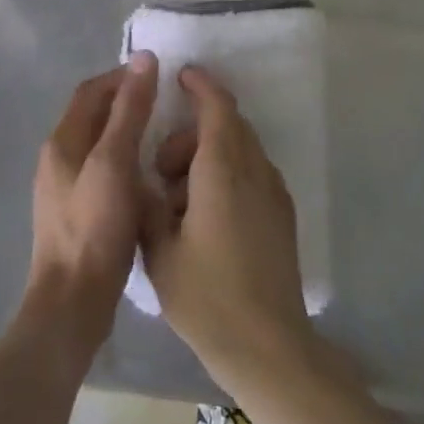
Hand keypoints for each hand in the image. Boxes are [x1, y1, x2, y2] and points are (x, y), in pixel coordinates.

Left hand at [22, 53, 158, 371]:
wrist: (72, 303)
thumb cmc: (94, 227)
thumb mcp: (114, 162)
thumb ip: (129, 110)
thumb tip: (142, 58)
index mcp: (62, 142)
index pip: (91, 91)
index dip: (122, 76)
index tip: (158, 75)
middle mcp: (58, 159)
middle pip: (94, 116)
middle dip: (128, 102)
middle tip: (168, 103)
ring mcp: (65, 189)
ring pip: (100, 145)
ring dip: (129, 133)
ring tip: (165, 136)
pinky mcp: (79, 214)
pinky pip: (104, 172)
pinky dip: (127, 162)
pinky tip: (151, 176)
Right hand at [139, 66, 311, 395]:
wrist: (269, 348)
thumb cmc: (207, 297)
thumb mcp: (159, 251)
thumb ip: (147, 205)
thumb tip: (142, 179)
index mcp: (223, 171)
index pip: (217, 107)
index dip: (200, 85)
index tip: (180, 76)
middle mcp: (255, 171)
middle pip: (229, 125)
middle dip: (192, 132)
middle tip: (162, 168)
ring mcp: (274, 193)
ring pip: (241, 149)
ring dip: (209, 155)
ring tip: (179, 201)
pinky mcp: (282, 215)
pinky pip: (252, 173)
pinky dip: (227, 173)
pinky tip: (205, 215)